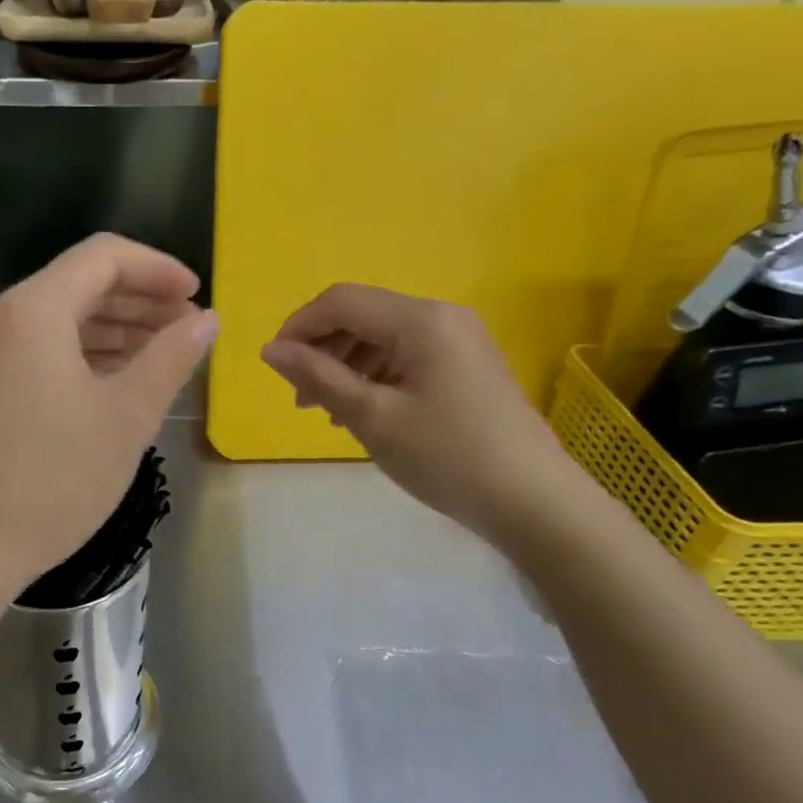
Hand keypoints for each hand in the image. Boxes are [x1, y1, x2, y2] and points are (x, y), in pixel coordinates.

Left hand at [0, 234, 216, 598]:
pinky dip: (82, 356)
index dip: (158, 269)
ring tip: (161, 355)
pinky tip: (115, 383)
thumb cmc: (53, 480)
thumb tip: (207, 320)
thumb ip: (170, 358)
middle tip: (188, 328)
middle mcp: (0, 320)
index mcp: (33, 311)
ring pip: (59, 321)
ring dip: (114, 330)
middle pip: (79, 285)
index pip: (103, 257)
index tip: (197, 297)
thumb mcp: (126, 417)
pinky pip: (39, 352)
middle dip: (139, 300)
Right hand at [260, 285, 581, 543]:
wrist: (532, 501)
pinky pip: (406, 356)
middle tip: (300, 399)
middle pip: (362, 316)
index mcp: (420, 320)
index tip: (274, 365)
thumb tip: (270, 349)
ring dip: (345, 365)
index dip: (299, 326)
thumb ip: (317, 377)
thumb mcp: (371, 416)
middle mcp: (442, 317)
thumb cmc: (445, 455)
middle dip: (322, 349)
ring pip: (382, 338)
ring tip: (327, 411)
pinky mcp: (467, 366)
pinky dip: (374, 376)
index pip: (341, 301)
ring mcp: (460, 341)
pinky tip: (363, 411)